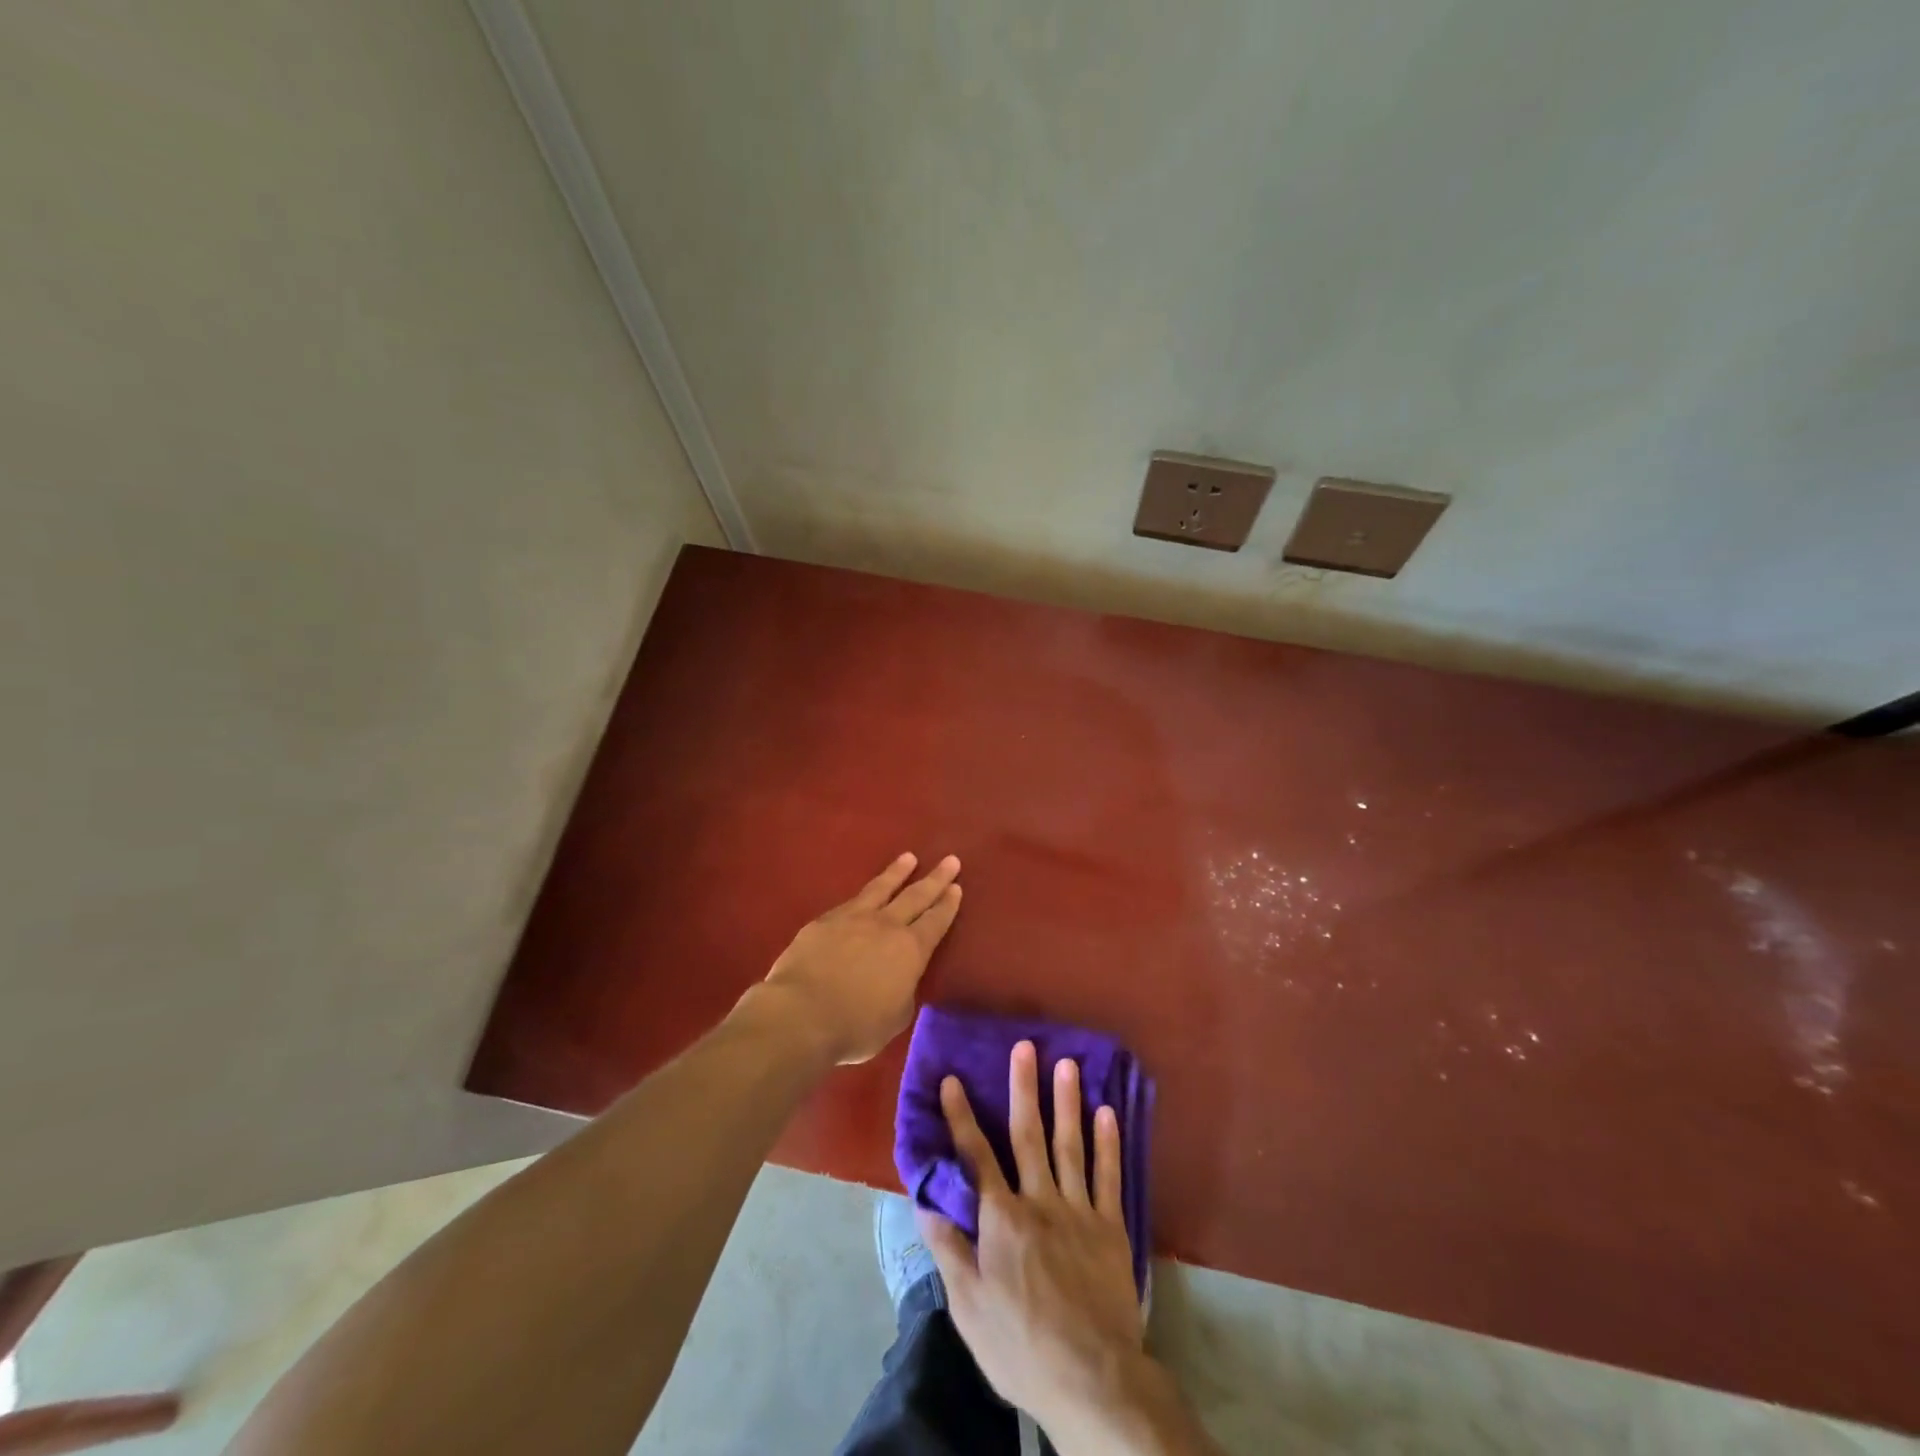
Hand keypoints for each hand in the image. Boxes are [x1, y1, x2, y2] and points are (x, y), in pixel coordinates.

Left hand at [758, 852, 961, 1064]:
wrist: (802, 1014)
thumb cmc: (856, 1026)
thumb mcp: (895, 1018)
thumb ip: (903, 993)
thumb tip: (900, 981)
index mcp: (910, 950)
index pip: (936, 922)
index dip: (948, 905)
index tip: (957, 888)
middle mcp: (886, 926)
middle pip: (916, 896)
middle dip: (935, 878)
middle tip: (950, 860)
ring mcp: (853, 918)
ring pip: (881, 888)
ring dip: (898, 872)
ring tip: (909, 858)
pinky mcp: (824, 921)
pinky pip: (850, 902)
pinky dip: (863, 895)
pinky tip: (864, 894)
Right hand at [919, 1042, 1151, 1448]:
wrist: (1092, 1380)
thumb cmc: (1020, 1345)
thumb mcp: (969, 1306)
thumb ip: (949, 1249)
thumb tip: (925, 1202)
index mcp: (1002, 1219)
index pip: (976, 1157)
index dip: (962, 1116)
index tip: (953, 1080)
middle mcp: (1039, 1201)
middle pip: (1028, 1136)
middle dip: (1023, 1088)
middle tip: (1025, 1046)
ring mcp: (1078, 1211)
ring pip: (1070, 1146)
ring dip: (1067, 1102)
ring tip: (1067, 1063)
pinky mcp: (1110, 1228)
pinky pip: (1109, 1177)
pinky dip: (1108, 1143)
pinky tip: (1107, 1112)